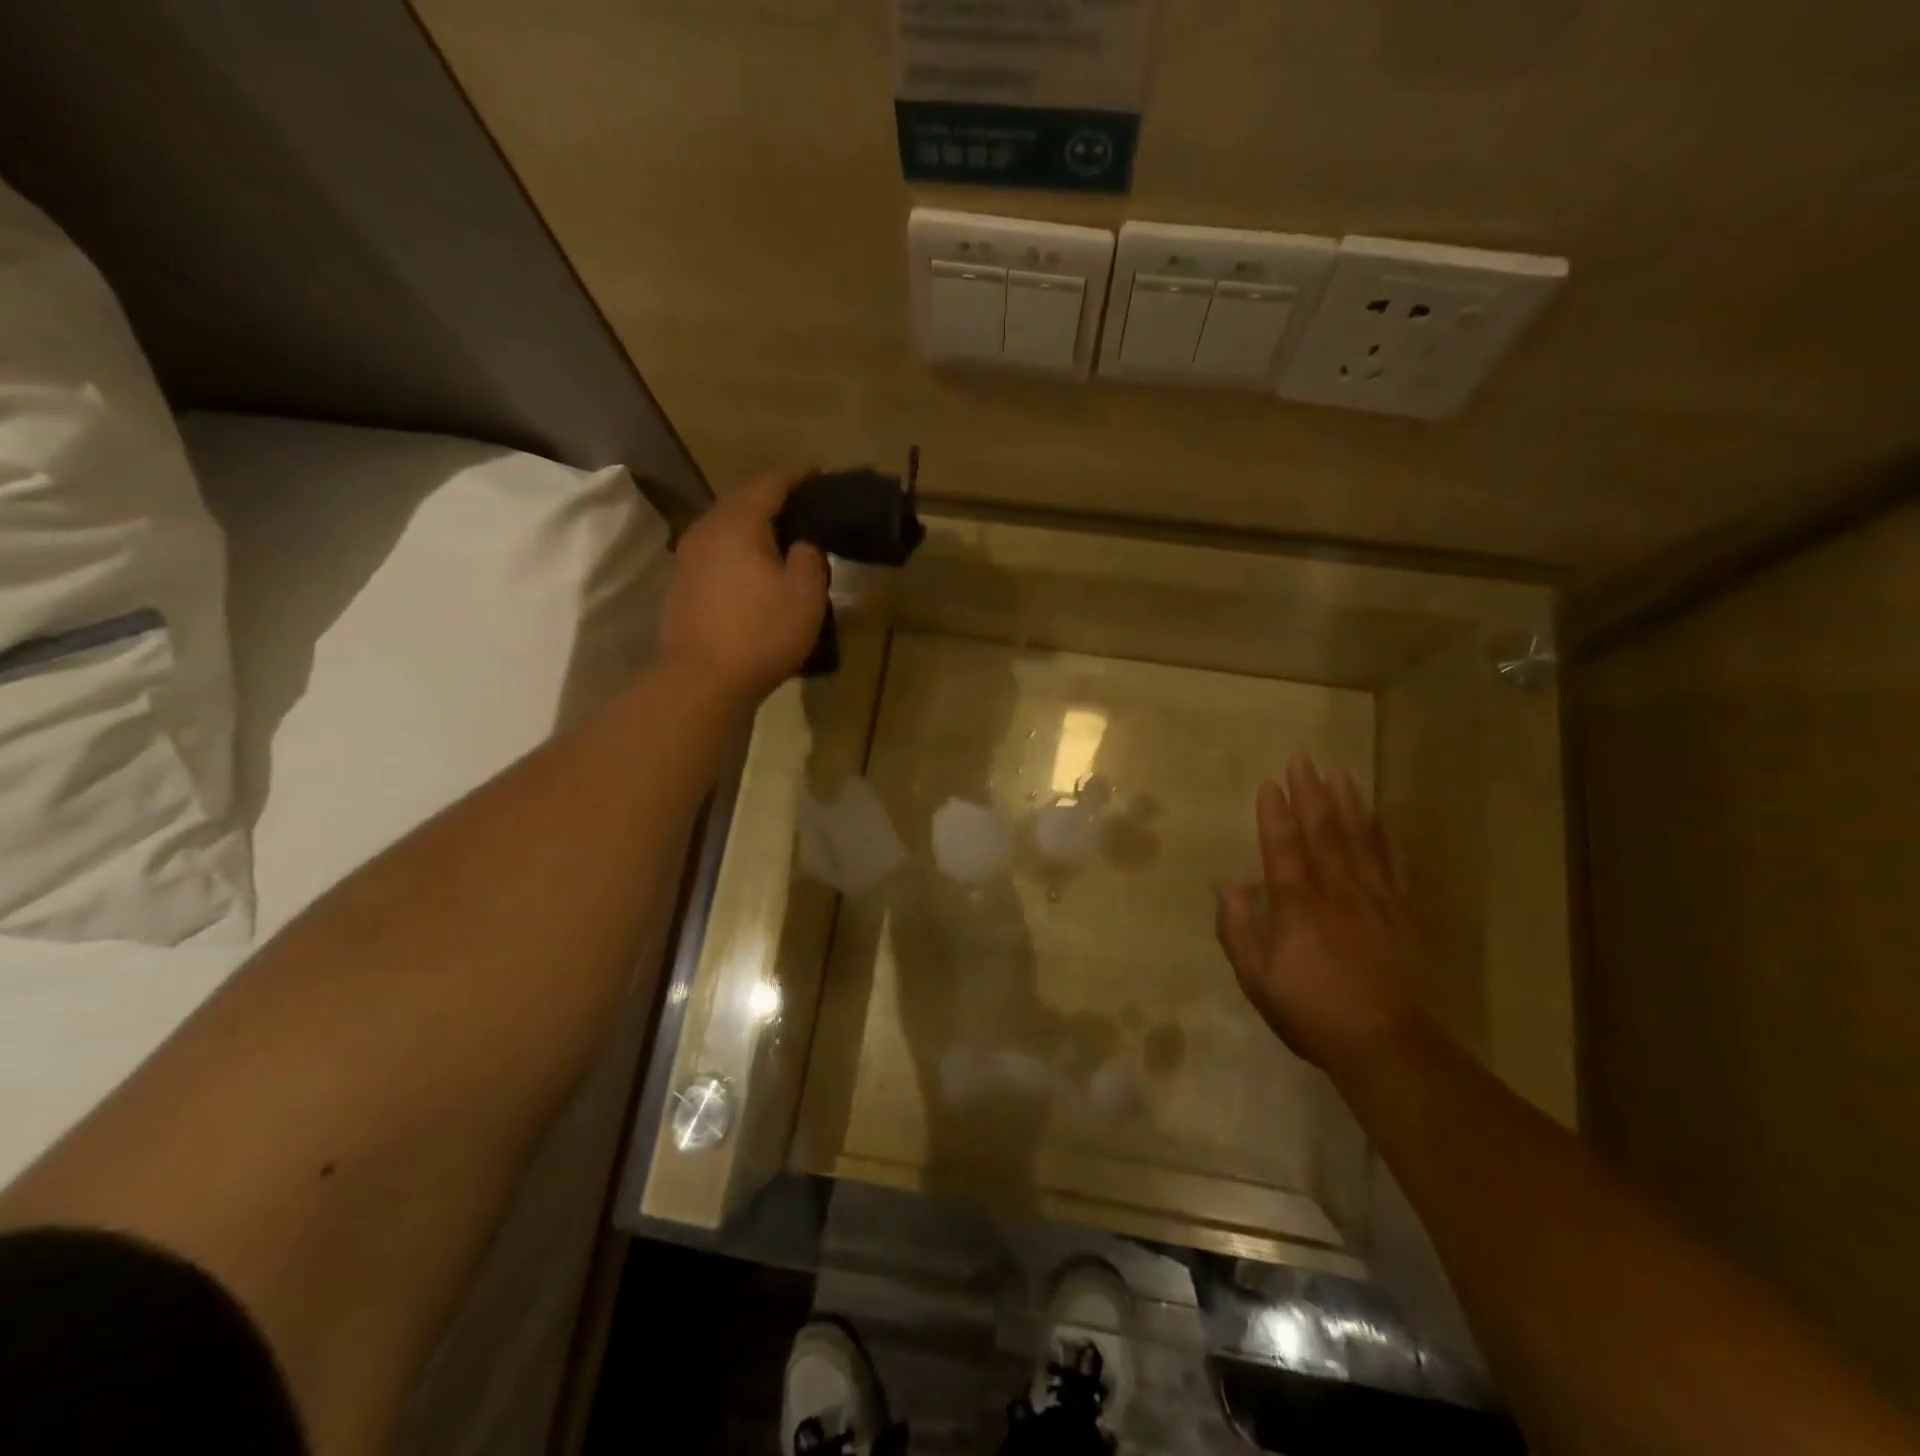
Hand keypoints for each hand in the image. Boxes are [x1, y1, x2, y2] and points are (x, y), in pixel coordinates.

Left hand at [659, 473, 828, 701]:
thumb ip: (809, 557)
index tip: (820, 475)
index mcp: (738, 522)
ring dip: (754, 528)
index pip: (770, 483)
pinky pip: (717, 553)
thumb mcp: (805, 594)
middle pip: (743, 501)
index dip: (798, 476)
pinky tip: (755, 571)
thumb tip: (800, 543)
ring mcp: (688, 558)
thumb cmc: (761, 632)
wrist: (702, 680)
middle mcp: (706, 529)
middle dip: (774, 500)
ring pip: (727, 528)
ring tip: (783, 540)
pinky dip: (739, 552)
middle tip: (806, 509)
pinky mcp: (682, 585)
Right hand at [1215, 755, 1426, 1074]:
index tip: (1270, 783)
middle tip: (1303, 759)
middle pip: (1323, 832)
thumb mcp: (1257, 979)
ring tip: (1340, 772)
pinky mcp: (1406, 913)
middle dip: (1311, 793)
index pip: (1282, 849)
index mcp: (1297, 907)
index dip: (1275, 815)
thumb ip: (1238, 929)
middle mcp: (1336, 892)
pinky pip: (1396, 866)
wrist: (1386, 1045)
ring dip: (1348, 803)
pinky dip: (1387, 838)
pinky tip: (1381, 817)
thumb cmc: (1311, 1011)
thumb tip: (1226, 884)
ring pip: (1360, 840)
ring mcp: (1376, 900)